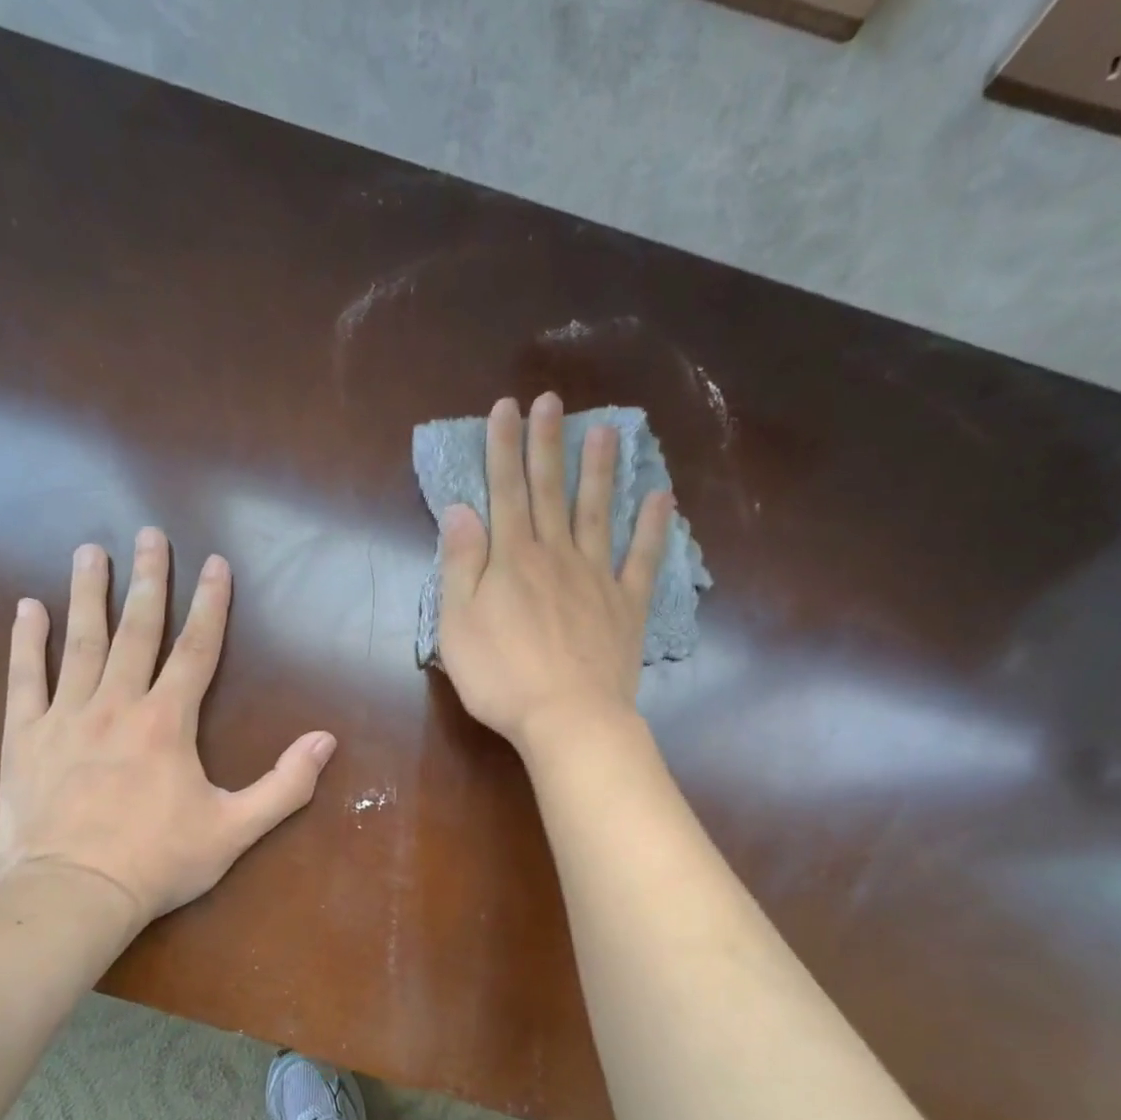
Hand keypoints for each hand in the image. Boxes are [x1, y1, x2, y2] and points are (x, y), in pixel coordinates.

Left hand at [0, 528, 337, 930]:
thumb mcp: (236, 829)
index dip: (210, 604)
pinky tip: (28, 608)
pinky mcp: (25, 738)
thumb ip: (285, 784)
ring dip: (88, 593)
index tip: (215, 563)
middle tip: (149, 534)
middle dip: (148, 579)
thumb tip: (326, 741)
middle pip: (137, 630)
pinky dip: (27, 642)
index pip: (196, 649)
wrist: (72, 896)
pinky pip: (26, 679)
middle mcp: (117, 705)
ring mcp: (66, 717)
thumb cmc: (159, 862)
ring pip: (80, 642)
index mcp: (168, 722)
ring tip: (90, 550)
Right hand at [436, 392, 671, 757]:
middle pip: (550, 491)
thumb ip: (461, 564)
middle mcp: (556, 555)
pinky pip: (642, 559)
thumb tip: (461, 509)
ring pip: (598, 512)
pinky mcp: (627, 606)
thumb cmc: (502, 677)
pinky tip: (661, 497)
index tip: (506, 407)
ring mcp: (597, 578)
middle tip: (552, 400)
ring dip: (600, 470)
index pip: (505, 491)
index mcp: (512, 559)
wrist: (568, 719)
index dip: (504, 448)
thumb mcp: (458, 624)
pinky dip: (653, 527)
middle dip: (548, 444)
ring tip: (606, 430)